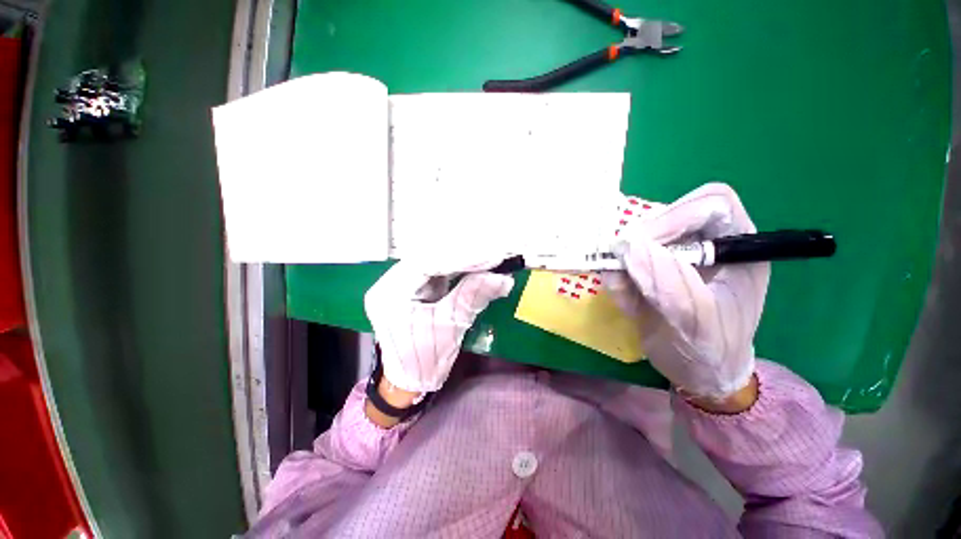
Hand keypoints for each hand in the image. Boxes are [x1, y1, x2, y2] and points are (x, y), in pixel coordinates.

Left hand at [364, 258, 513, 393]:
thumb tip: (503, 279)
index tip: (489, 256)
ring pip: (432, 263)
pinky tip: (472, 267)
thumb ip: (473, 296)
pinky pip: (434, 273)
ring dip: (459, 261)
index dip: (460, 257)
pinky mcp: (410, 289)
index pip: (427, 263)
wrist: (410, 381)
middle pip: (428, 258)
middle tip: (490, 255)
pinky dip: (454, 270)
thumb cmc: (424, 359)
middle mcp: (388, 283)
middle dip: (461, 257)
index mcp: (390, 294)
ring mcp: (398, 285)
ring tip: (485, 259)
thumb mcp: (451, 327)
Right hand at [605, 183, 769, 400]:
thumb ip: (668, 284)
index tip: (642, 244)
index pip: (710, 203)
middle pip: (668, 213)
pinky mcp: (650, 267)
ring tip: (629, 298)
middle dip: (642, 239)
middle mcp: (705, 242)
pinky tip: (628, 304)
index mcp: (738, 246)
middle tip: (625, 268)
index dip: (675, 216)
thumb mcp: (697, 323)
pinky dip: (616, 279)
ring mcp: (674, 254)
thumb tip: (629, 245)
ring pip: (638, 237)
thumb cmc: (712, 351)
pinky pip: (623, 260)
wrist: (696, 372)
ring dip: (624, 265)